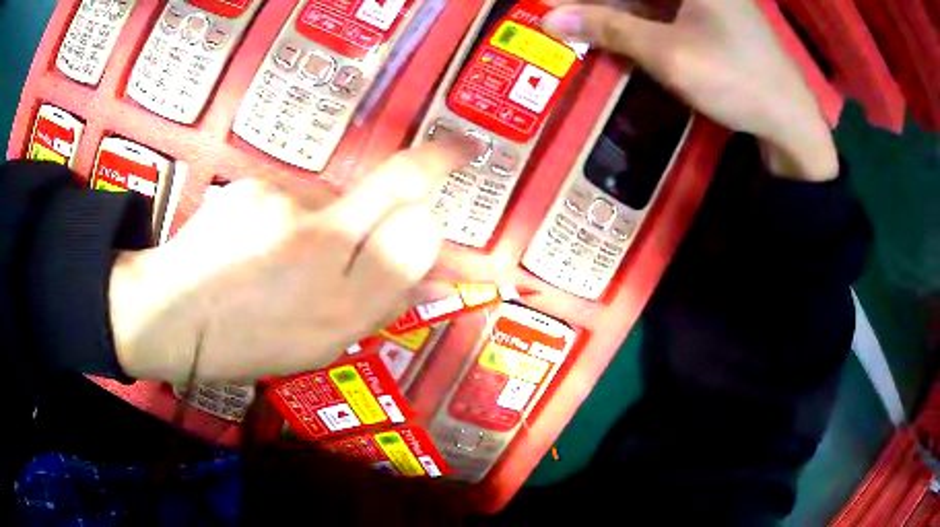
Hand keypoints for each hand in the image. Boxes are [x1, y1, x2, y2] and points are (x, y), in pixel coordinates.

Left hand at [109, 141, 473, 382]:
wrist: (171, 314)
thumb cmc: (248, 343)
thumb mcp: (321, 345)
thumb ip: (379, 305)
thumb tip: (432, 278)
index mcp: (340, 303)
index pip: (415, 238)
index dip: (434, 223)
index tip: (446, 200)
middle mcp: (321, 246)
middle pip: (395, 185)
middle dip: (435, 161)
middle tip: (461, 148)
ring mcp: (284, 206)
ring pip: (336, 196)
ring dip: (332, 218)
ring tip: (288, 255)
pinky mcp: (255, 185)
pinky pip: (294, 195)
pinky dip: (291, 215)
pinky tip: (260, 241)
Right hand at [541, 0, 838, 180]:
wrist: (791, 122)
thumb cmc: (735, 79)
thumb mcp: (667, 53)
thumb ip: (609, 29)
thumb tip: (549, 18)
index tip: (558, 7)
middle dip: (603, 5)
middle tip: (569, 20)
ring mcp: (710, 0)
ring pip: (652, 0)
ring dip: (620, 12)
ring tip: (587, 28)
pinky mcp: (715, 18)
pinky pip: (668, 11)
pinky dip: (643, 21)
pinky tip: (622, 33)